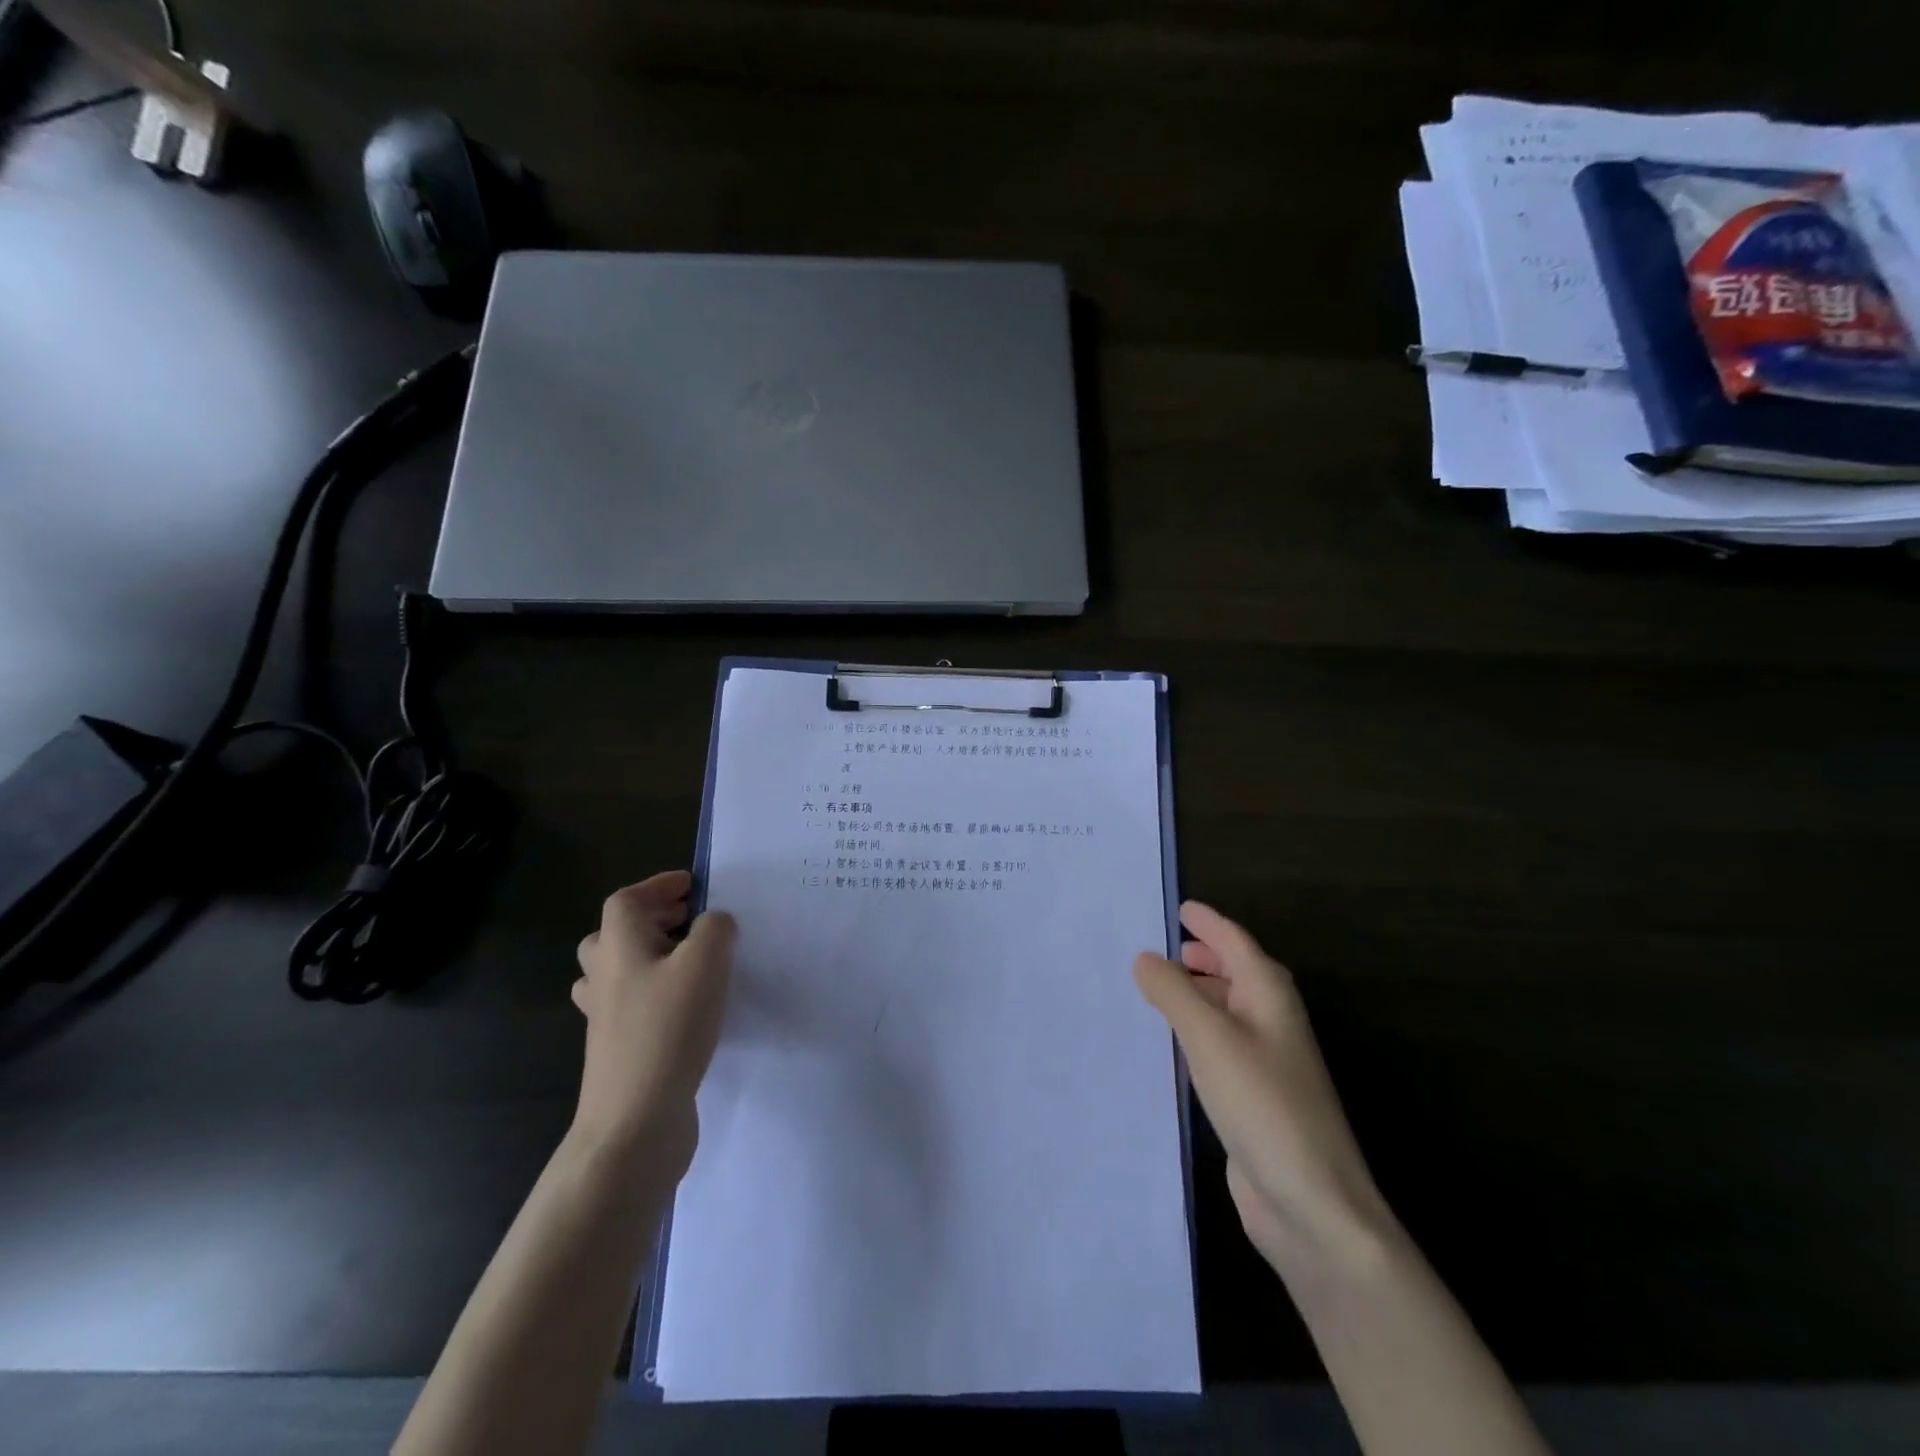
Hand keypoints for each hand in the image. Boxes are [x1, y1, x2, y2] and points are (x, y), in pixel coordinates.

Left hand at [571, 871, 734, 1180]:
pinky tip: (689, 1005)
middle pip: (615, 934)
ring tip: (691, 960)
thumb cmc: (668, 1030)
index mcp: (618, 948)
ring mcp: (606, 1017)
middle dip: (654, 919)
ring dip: (652, 956)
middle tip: (691, 919)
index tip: (693, 885)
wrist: (634, 1121)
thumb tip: (714, 922)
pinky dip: (656, 992)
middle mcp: (604, 977)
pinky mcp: (618, 1049)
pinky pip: (632, 1004)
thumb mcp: (705, 964)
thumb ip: (715, 929)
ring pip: (620, 970)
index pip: (627, 900)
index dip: (658, 886)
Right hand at [1135, 902, 1396, 1281]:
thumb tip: (1146, 957)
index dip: (1209, 923)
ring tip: (1161, 987)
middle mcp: (1272, 1021)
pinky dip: (1197, 1031)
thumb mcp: (1208, 1037)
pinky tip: (1175, 1042)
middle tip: (1168, 947)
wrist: (1311, 1204)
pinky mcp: (1255, 1097)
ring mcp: (1267, 1062)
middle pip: (1238, 973)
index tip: (1181, 908)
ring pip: (1229, 1009)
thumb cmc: (1262, 1103)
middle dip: (1206, 956)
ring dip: (1199, 993)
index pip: (1236, 942)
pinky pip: (1221, 1046)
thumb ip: (1173, 991)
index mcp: (1270, 996)